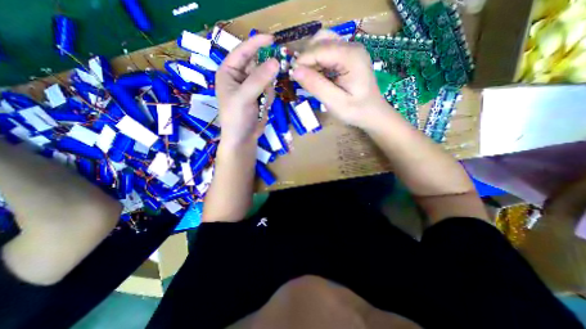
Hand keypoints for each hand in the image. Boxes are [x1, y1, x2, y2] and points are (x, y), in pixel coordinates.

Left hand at [216, 34, 280, 146]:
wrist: (243, 139)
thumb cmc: (236, 118)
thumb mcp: (245, 97)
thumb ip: (259, 79)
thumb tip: (276, 61)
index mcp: (228, 72)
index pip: (242, 52)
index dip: (256, 44)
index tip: (272, 39)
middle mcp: (239, 77)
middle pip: (257, 65)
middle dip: (266, 72)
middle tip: (276, 73)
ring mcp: (250, 87)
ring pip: (266, 78)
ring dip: (267, 89)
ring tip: (262, 102)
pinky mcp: (259, 97)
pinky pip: (269, 90)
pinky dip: (269, 97)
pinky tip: (263, 107)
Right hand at [291, 31, 390, 127]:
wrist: (372, 113)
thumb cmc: (356, 111)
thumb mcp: (335, 102)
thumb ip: (316, 86)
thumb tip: (295, 71)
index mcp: (351, 56)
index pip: (319, 49)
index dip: (302, 61)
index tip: (292, 77)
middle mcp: (351, 47)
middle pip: (320, 41)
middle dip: (306, 58)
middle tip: (300, 78)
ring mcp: (350, 50)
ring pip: (322, 43)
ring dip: (311, 59)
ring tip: (308, 78)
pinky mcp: (348, 56)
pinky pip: (327, 52)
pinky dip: (318, 62)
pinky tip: (317, 76)